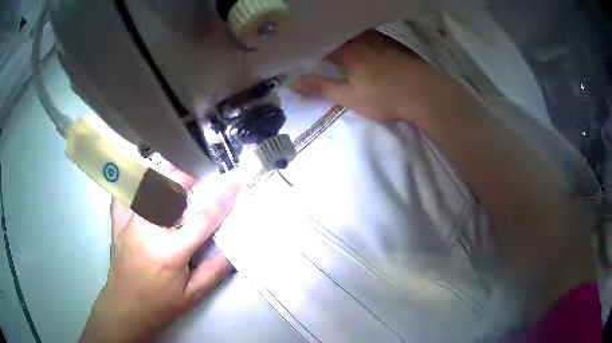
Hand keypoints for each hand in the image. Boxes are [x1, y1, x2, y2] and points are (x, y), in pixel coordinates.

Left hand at [80, 168, 240, 342]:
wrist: (126, 308)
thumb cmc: (161, 304)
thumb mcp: (193, 295)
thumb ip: (214, 272)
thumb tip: (232, 251)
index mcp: (172, 251)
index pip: (202, 220)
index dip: (222, 201)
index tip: (234, 185)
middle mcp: (149, 231)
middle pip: (170, 193)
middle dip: (186, 178)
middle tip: (197, 177)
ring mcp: (130, 224)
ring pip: (147, 188)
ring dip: (163, 176)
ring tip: (174, 177)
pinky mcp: (117, 224)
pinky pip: (121, 195)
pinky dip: (130, 184)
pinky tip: (139, 181)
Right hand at [292, 30, 457, 123]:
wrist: (425, 94)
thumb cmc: (385, 97)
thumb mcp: (350, 97)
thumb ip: (322, 87)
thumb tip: (293, 82)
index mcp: (348, 52)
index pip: (323, 45)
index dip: (311, 48)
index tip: (302, 53)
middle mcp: (363, 41)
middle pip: (340, 36)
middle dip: (328, 39)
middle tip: (320, 45)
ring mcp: (381, 41)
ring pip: (357, 34)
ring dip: (346, 36)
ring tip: (339, 41)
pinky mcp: (394, 46)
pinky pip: (373, 36)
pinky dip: (363, 37)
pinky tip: (365, 43)